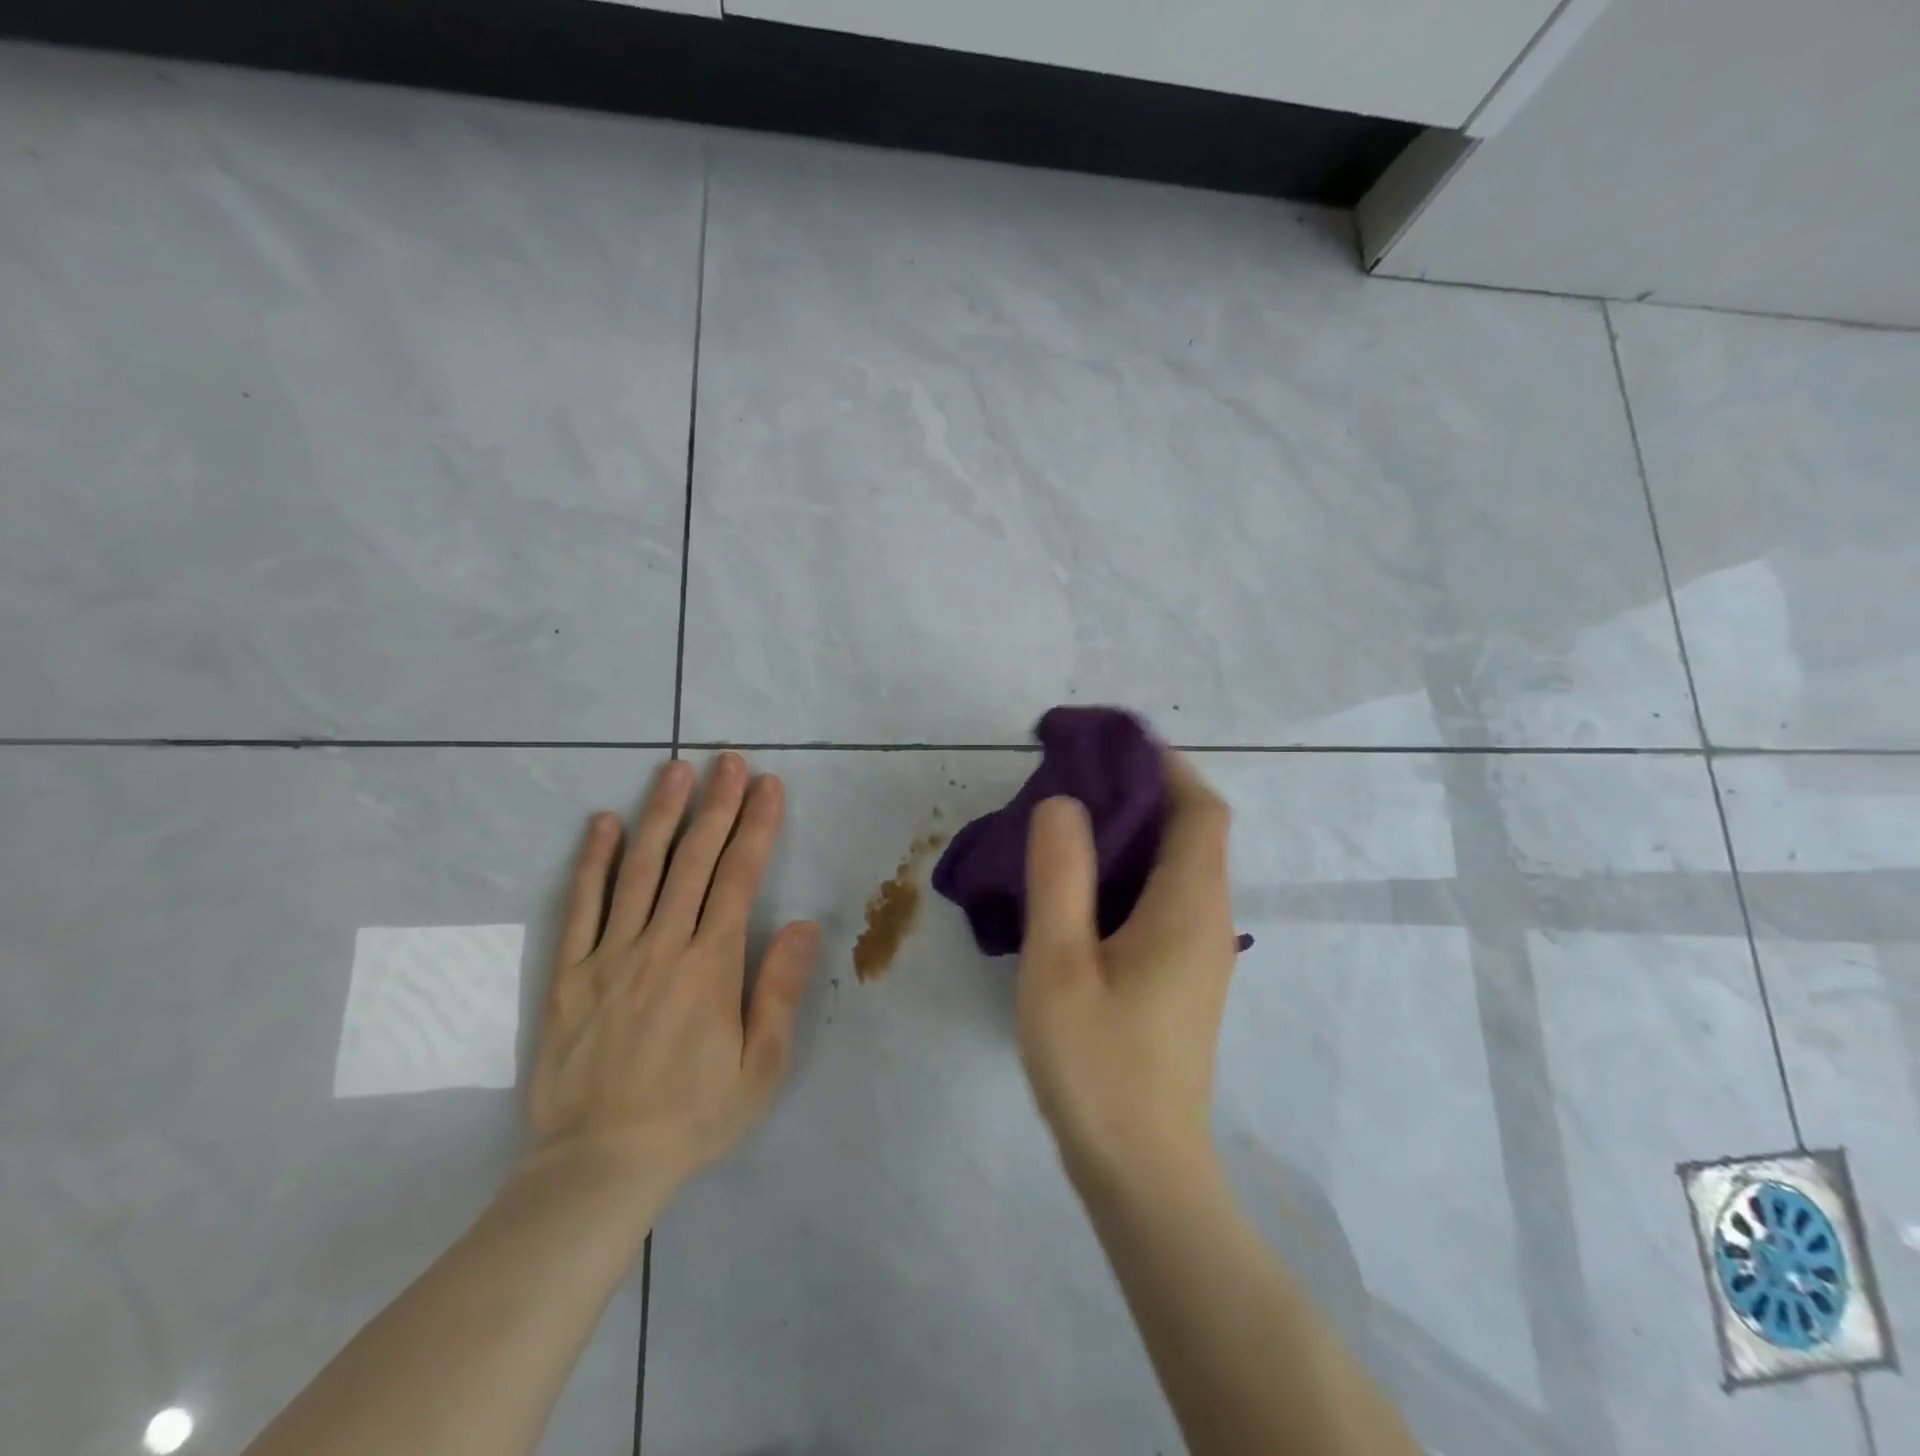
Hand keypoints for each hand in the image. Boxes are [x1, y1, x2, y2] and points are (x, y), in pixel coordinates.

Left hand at [526, 754, 819, 1202]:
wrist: (597, 1167)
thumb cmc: (691, 1117)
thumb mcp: (760, 1068)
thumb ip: (779, 991)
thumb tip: (800, 924)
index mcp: (711, 966)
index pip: (739, 878)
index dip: (757, 827)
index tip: (768, 786)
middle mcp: (662, 947)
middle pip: (694, 861)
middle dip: (716, 806)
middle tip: (729, 761)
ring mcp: (609, 956)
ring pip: (640, 870)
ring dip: (661, 815)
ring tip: (676, 771)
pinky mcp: (568, 974)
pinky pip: (580, 906)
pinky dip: (592, 861)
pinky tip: (603, 823)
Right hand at [1017, 752, 1237, 1181]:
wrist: (1140, 1172)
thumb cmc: (1097, 1063)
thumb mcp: (1061, 962)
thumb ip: (1061, 875)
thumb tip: (1065, 802)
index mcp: (1188, 905)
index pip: (1200, 808)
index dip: (1163, 766)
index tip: (1108, 747)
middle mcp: (1207, 919)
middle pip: (1192, 831)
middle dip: (1141, 792)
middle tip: (1072, 780)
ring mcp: (1198, 951)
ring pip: (1176, 866)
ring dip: (1132, 832)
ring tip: (1066, 822)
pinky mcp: (1180, 977)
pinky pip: (1163, 898)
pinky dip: (1129, 871)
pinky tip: (1078, 887)